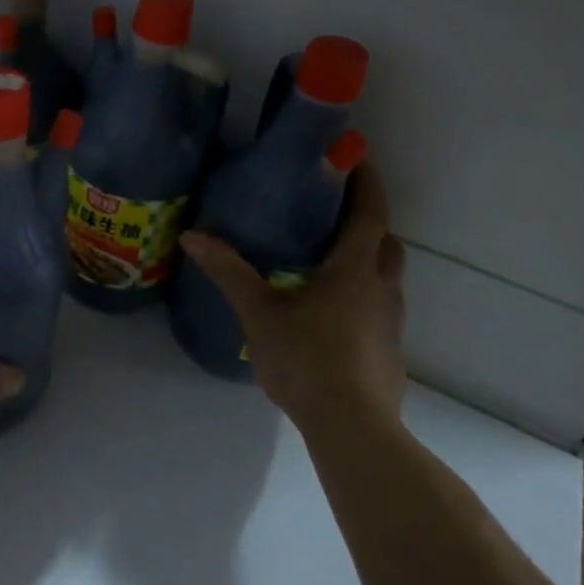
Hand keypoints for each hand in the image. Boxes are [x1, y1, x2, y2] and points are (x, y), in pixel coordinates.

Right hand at [181, 164, 405, 437]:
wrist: (352, 428)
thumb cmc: (306, 358)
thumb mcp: (258, 311)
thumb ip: (228, 271)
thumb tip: (193, 235)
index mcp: (354, 270)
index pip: (369, 214)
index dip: (366, 182)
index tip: (358, 156)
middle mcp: (382, 289)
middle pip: (386, 243)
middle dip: (368, 221)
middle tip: (335, 210)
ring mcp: (390, 323)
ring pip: (387, 277)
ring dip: (367, 258)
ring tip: (329, 258)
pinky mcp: (390, 351)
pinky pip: (380, 307)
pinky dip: (363, 294)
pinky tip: (331, 312)